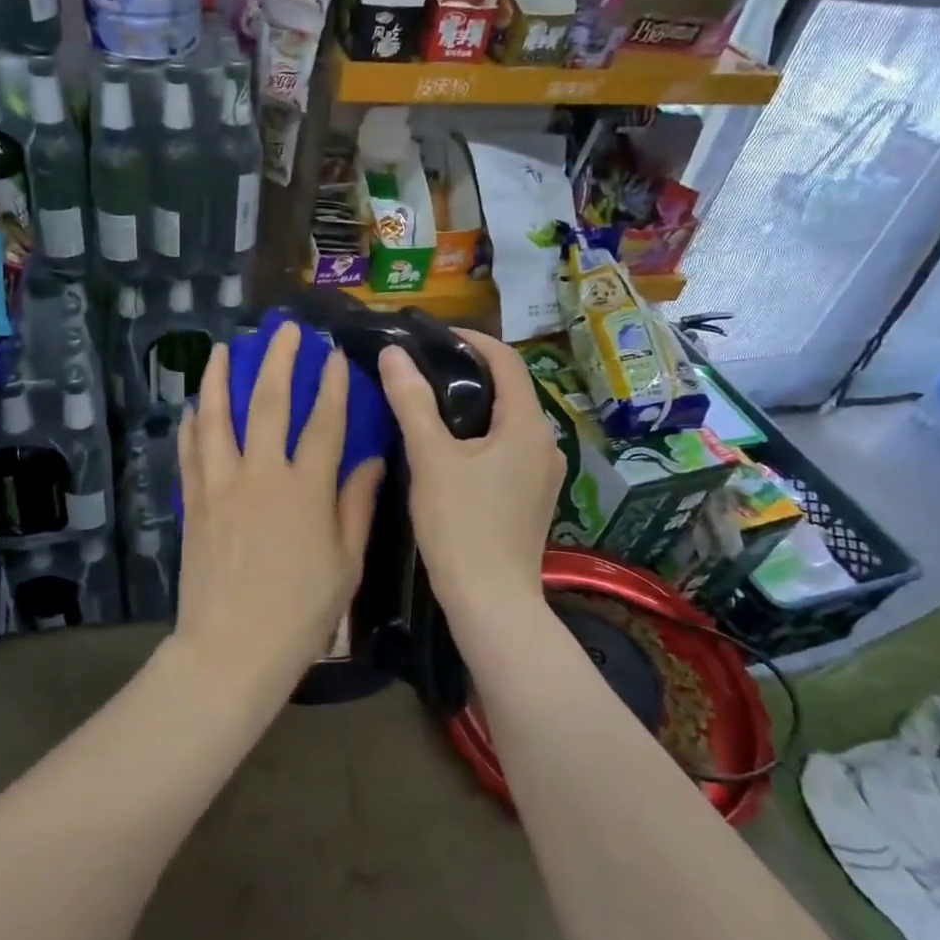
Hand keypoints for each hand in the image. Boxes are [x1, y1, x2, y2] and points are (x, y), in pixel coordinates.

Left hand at [171, 323, 384, 711]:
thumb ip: (356, 506)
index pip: (323, 423)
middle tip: (282, 330)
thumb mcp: (345, 564)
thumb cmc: (300, 613)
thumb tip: (372, 460)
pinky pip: (190, 452)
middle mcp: (260, 475)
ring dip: (219, 378)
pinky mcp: (193, 503)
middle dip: (277, 361)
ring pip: (217, 418)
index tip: (333, 356)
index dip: (331, 386)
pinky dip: (191, 425)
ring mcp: (220, 486)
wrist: (232, 649)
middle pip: (267, 404)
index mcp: (305, 490)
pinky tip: (192, 407)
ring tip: (223, 348)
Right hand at [377, 330, 563, 633]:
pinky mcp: (532, 499)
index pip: (507, 361)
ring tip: (428, 407)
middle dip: (468, 374)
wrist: (490, 603)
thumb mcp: (430, 458)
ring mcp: (543, 475)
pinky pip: (507, 452)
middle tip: (422, 371)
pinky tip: (449, 452)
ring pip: (507, 424)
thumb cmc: (461, 525)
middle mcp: (546, 444)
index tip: (434, 336)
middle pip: (509, 391)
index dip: (472, 340)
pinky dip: (480, 438)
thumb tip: (393, 353)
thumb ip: (411, 401)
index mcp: (528, 426)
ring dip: (473, 408)